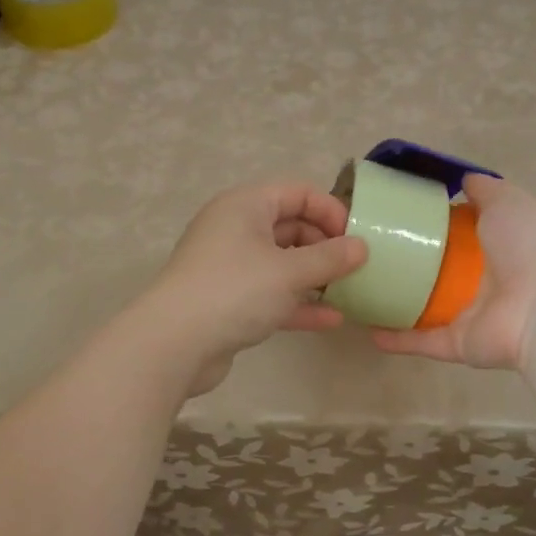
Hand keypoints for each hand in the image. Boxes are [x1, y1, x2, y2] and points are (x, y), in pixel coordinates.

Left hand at [145, 182, 368, 394]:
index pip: (296, 192)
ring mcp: (230, 266)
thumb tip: (361, 247)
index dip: (329, 210)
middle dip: (325, 245)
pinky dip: (298, 302)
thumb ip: (330, 258)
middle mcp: (235, 228)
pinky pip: (271, 293)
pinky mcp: (228, 300)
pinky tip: (330, 320)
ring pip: (281, 262)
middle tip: (355, 267)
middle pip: (290, 226)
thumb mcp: (289, 272)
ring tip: (349, 291)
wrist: (173, 344)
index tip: (356, 237)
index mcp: (245, 205)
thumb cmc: (235, 290)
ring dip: (314, 276)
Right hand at [369, 175, 535, 371]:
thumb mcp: (508, 201)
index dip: (426, 224)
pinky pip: (421, 340)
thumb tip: (463, 179)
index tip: (391, 215)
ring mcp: (468, 314)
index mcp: (493, 245)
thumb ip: (485, 190)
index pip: (454, 234)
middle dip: (404, 263)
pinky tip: (367, 329)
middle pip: (434, 271)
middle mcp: (480, 280)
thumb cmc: (528, 245)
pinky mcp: (458, 343)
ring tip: (358, 291)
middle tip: (364, 251)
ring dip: (394, 302)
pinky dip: (396, 338)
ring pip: (423, 308)